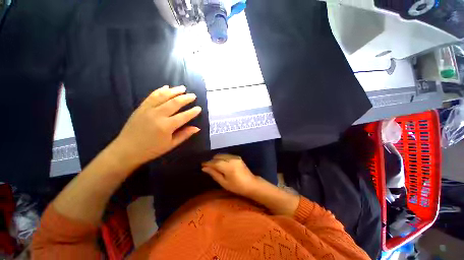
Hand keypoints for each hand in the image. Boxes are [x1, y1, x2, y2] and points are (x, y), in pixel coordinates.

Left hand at [110, 85, 201, 167]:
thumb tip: (197, 128)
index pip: (184, 116)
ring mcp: (148, 109)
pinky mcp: (141, 107)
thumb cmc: (152, 149)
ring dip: (174, 91)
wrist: (126, 150)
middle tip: (193, 95)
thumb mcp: (171, 145)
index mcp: (167, 126)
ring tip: (182, 88)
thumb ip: (184, 135)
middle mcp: (158, 115)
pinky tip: (166, 87)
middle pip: (175, 103)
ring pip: (163, 96)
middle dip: (186, 98)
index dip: (193, 112)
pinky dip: (160, 90)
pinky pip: (152, 96)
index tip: (199, 108)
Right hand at [202, 154, 259, 196]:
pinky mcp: (237, 157)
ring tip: (215, 166)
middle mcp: (231, 159)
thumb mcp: (223, 182)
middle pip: (217, 156)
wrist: (251, 183)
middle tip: (208, 167)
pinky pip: (227, 155)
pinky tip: (222, 163)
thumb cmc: (236, 186)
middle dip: (212, 161)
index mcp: (227, 166)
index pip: (214, 162)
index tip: (202, 165)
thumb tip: (204, 168)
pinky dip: (222, 158)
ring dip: (217, 159)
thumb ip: (214, 174)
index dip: (207, 163)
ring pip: (222, 154)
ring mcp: (235, 157)